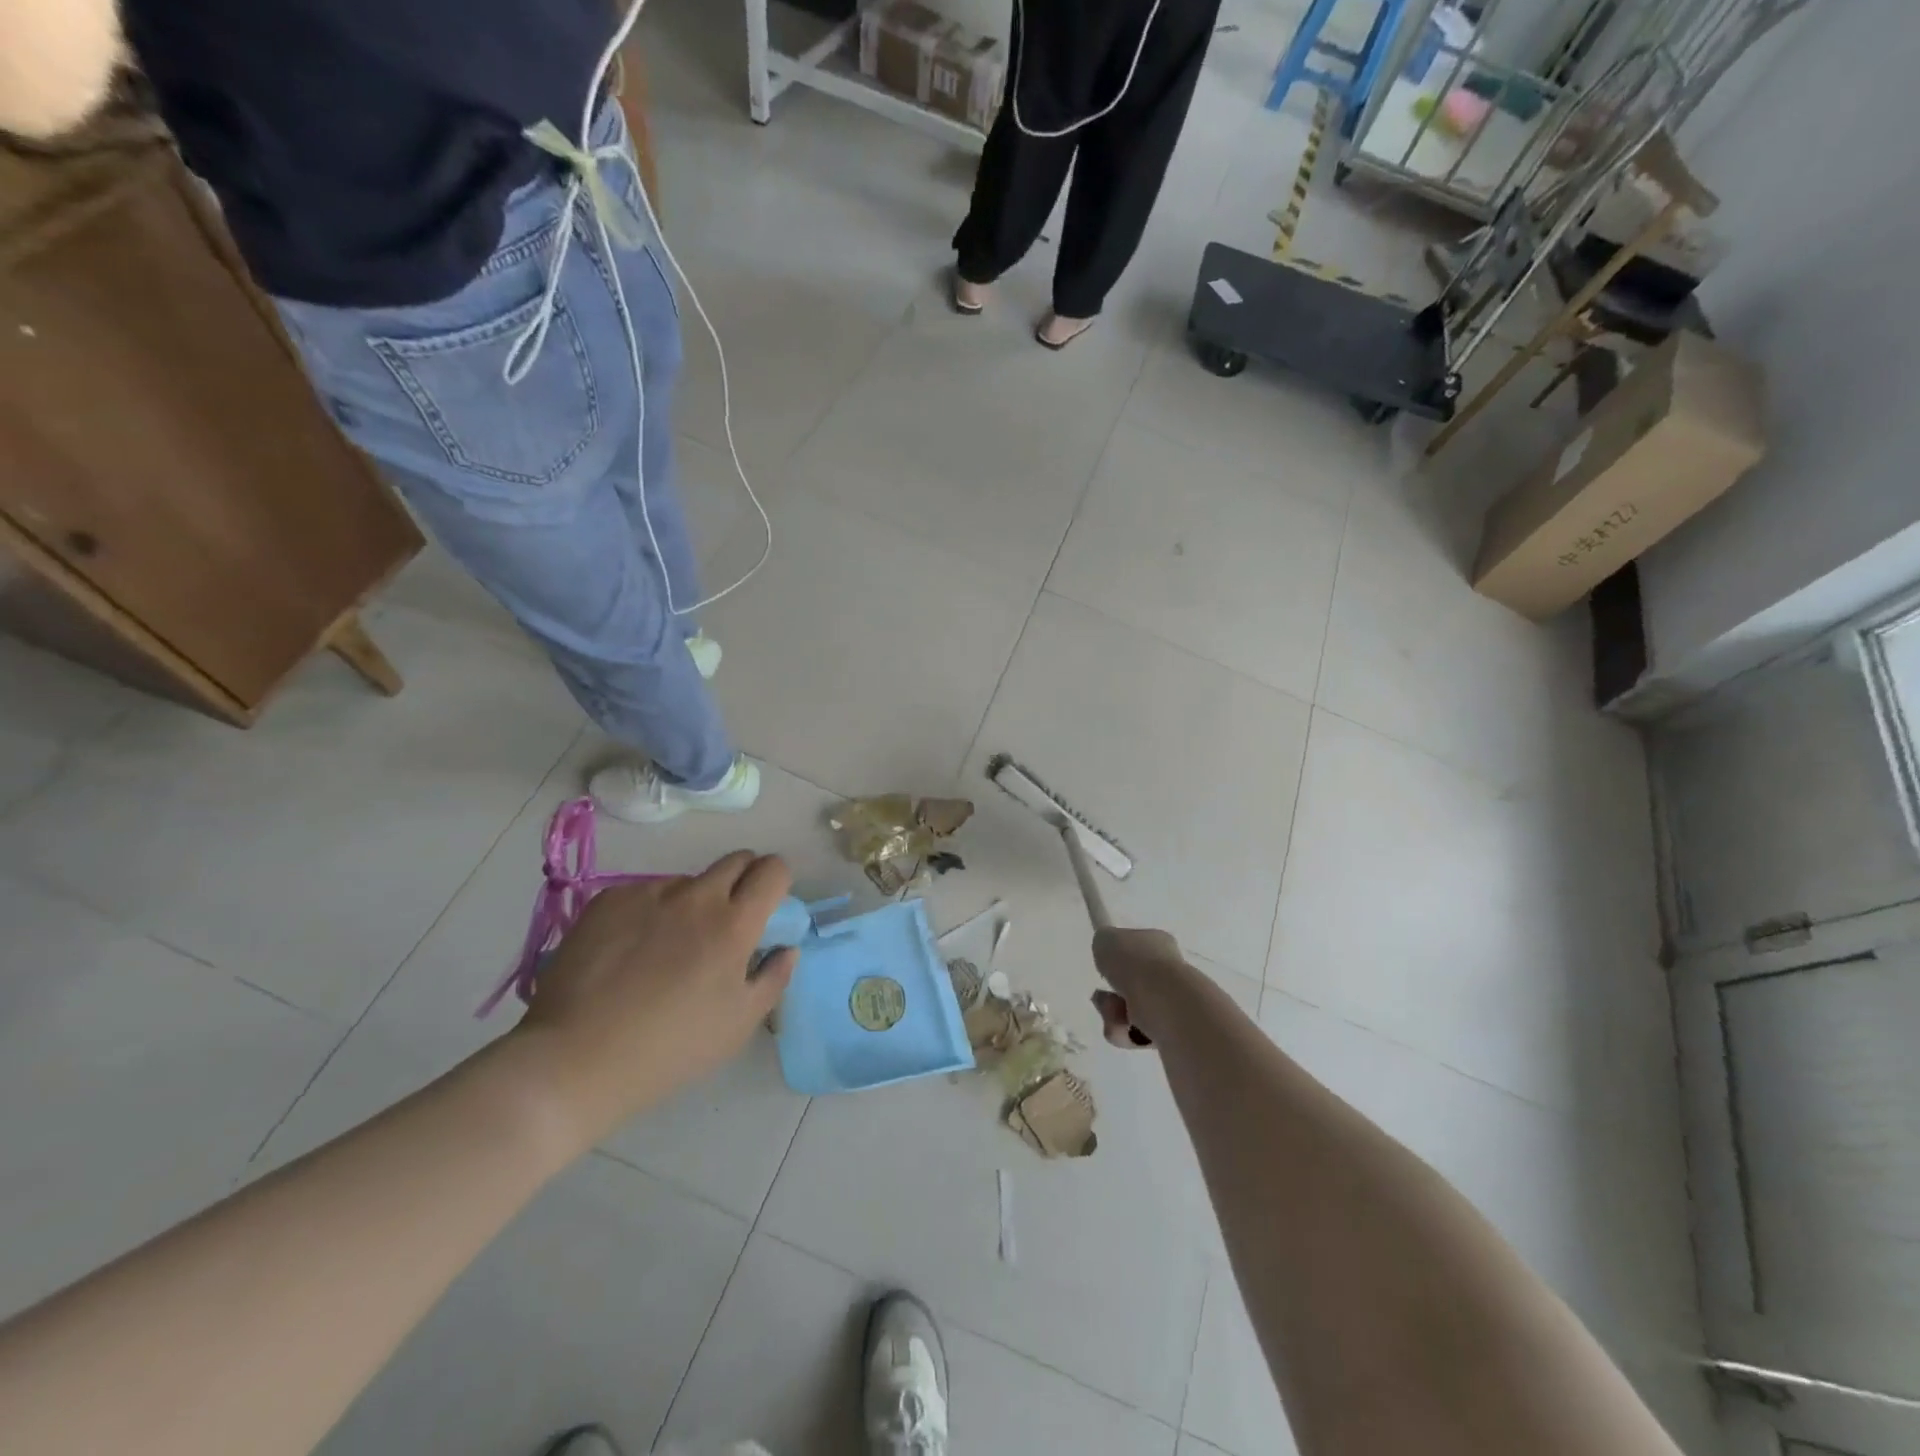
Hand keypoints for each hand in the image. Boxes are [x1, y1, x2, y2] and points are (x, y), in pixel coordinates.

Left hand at [508, 852, 797, 1147]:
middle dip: (743, 881)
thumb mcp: (739, 1025)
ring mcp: (648, 893)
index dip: (778, 881)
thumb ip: (773, 978)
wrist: (575, 1059)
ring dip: (693, 901)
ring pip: (687, 880)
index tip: (768, 906)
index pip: (773, 870)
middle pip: (736, 860)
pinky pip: (645, 892)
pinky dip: (650, 911)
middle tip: (727, 922)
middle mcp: (695, 896)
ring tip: (668, 947)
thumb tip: (785, 948)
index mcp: (734, 923)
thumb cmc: (670, 1048)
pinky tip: (630, 951)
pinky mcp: (608, 900)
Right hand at [1090, 926, 1187, 1050]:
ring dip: (1113, 1015)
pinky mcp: (1172, 1031)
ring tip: (1114, 1017)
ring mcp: (1172, 1002)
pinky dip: (1126, 1034)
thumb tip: (1107, 949)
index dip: (1116, 959)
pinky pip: (1137, 1034)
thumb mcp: (1106, 940)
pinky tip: (1127, 1032)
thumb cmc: (1135, 965)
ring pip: (1129, 1010)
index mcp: (1157, 943)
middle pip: (1128, 984)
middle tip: (1101, 998)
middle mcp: (1168, 971)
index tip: (1104, 969)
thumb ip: (1103, 942)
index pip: (1135, 948)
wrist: (1167, 1005)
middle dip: (1110, 995)